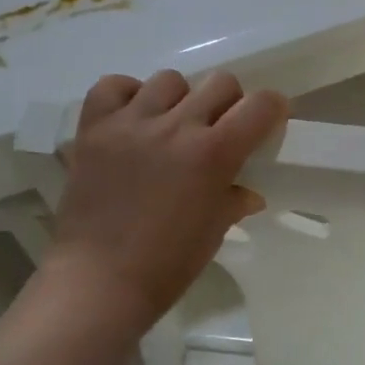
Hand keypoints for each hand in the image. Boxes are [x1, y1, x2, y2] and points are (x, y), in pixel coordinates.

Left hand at [42, 70, 287, 339]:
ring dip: (178, 100)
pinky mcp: (94, 128)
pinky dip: (126, 96)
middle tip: (215, 130)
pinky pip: (114, 86)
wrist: (96, 283)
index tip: (264, 123)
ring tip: (167, 128)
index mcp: (214, 153)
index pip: (261, 104)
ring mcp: (132, 123)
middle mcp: (177, 127)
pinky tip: (131, 120)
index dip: (270, 109)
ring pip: (169, 80)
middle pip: (220, 82)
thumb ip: (233, 200)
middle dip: (227, 103)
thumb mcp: (213, 232)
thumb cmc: (165, 266)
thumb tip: (247, 191)